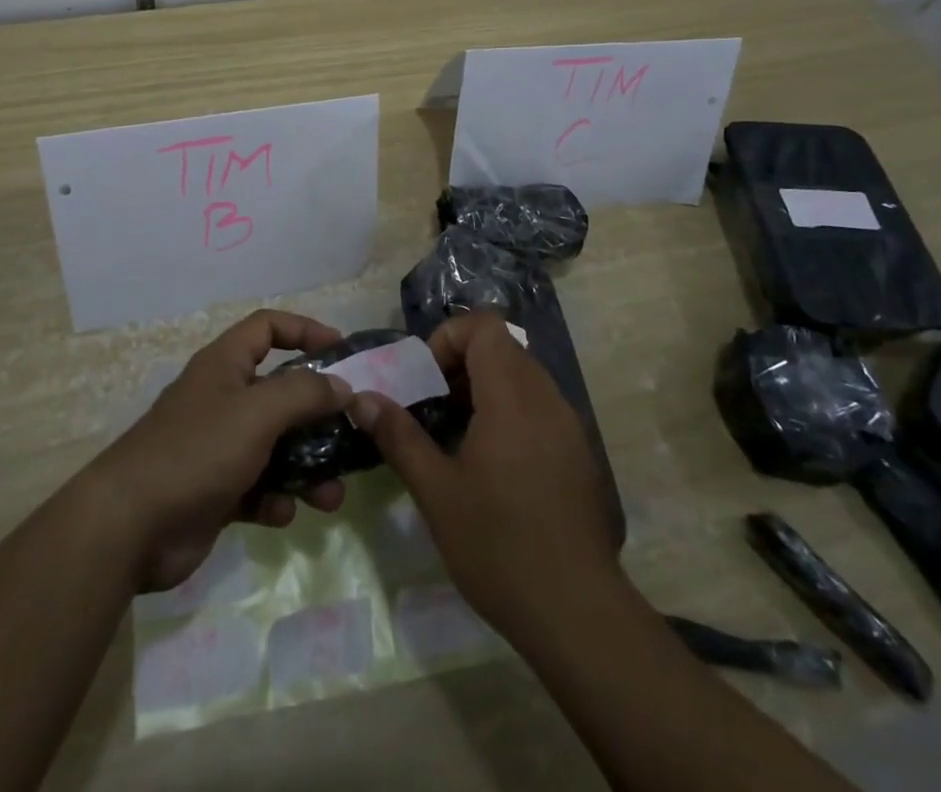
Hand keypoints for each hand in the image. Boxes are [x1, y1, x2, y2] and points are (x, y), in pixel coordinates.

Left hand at [86, 309, 354, 592]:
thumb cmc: (197, 451)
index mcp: (225, 365)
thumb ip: (304, 393)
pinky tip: (284, 513)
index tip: (342, 351)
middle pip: (280, 392)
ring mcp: (218, 447)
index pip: (267, 328)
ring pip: (276, 446)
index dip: (305, 329)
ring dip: (307, 467)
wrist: (130, 527)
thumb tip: (341, 386)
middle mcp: (222, 399)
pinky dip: (275, 498)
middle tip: (351, 434)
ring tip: (333, 496)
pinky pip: (258, 487)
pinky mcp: (215, 491)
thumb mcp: (257, 412)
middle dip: (317, 415)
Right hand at [350, 313, 623, 644]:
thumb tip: (361, 399)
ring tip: (457, 434)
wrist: (577, 613)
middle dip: (462, 364)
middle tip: (434, 406)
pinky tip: (491, 463)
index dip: (449, 337)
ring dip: (485, 388)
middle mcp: (546, 399)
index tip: (427, 379)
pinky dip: (510, 411)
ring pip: (522, 376)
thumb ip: (399, 436)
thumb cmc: (499, 545)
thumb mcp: (436, 491)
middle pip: (503, 347)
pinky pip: (540, 406)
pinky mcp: (578, 453)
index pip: (484, 326)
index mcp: (512, 397)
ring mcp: (568, 425)